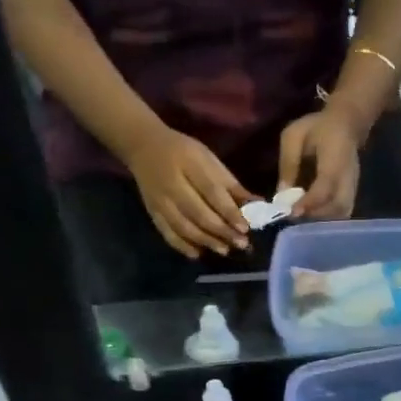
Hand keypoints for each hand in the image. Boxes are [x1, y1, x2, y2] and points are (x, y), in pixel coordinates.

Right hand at [123, 125, 254, 257]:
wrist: (143, 147)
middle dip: (221, 231)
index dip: (229, 212)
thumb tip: (258, 205)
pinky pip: (167, 233)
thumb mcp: (209, 159)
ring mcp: (159, 200)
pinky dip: (182, 246)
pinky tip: (198, 254)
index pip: (212, 192)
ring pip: (184, 226)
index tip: (245, 228)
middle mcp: (172, 184)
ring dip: (206, 241)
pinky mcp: (152, 212)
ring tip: (224, 250)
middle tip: (241, 244)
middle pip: (198, 213)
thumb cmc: (184, 152)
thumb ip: (231, 184)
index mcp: (189, 164)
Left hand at [278, 104, 364, 219]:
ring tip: (302, 219)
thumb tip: (281, 193)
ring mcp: (353, 186)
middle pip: (338, 207)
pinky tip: (312, 217)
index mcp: (335, 159)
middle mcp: (348, 176)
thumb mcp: (294, 136)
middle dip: (315, 216)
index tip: (292, 212)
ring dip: (322, 221)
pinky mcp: (353, 193)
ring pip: (342, 214)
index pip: (325, 187)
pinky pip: (343, 213)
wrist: (346, 123)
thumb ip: (288, 162)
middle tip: (294, 217)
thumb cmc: (317, 127)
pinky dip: (328, 220)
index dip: (309, 202)